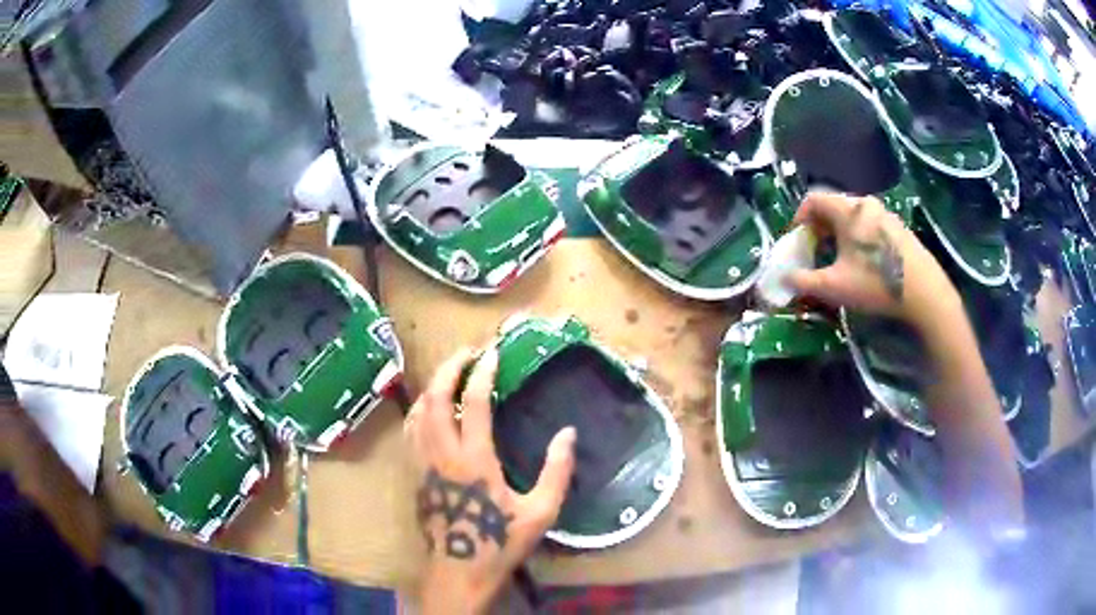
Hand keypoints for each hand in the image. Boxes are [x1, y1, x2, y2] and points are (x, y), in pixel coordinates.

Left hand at [406, 347, 576, 613]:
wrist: (459, 569)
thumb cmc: (501, 541)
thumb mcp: (541, 511)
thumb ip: (557, 471)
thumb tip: (568, 434)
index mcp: (474, 459)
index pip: (473, 403)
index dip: (482, 373)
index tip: (492, 354)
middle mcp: (442, 453)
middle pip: (435, 397)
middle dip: (449, 368)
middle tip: (466, 352)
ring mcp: (423, 463)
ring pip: (418, 411)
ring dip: (432, 385)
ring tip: (449, 373)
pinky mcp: (413, 474)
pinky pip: (410, 430)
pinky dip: (420, 409)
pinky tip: (429, 408)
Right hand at [786, 192, 961, 327]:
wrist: (925, 294)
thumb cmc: (876, 284)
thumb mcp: (835, 287)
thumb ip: (804, 281)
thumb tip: (784, 279)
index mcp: (848, 209)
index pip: (813, 199)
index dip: (798, 218)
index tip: (797, 241)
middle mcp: (866, 203)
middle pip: (833, 206)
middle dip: (818, 228)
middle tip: (815, 252)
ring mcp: (886, 214)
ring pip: (853, 216)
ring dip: (838, 233)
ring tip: (838, 259)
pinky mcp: (899, 228)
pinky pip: (869, 225)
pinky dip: (857, 237)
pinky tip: (863, 263)